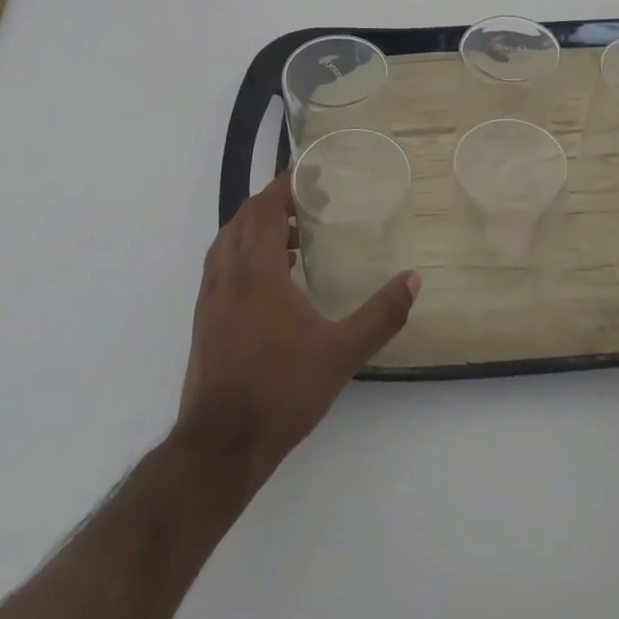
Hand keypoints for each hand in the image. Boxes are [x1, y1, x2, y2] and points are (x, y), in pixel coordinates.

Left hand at [178, 173, 419, 474]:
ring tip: (293, 236)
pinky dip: (244, 252)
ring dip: (256, 227)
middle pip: (244, 220)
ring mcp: (211, 299)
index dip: (284, 185)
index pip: (265, 210)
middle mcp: (228, 276)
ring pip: (228, 242)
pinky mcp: (205, 321)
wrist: (220, 447)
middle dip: (274, 202)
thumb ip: (380, 315)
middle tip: (309, 201)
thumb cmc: (281, 392)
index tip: (307, 171)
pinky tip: (270, 278)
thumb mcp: (341, 354)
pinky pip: (222, 266)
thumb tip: (414, 279)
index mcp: (256, 273)